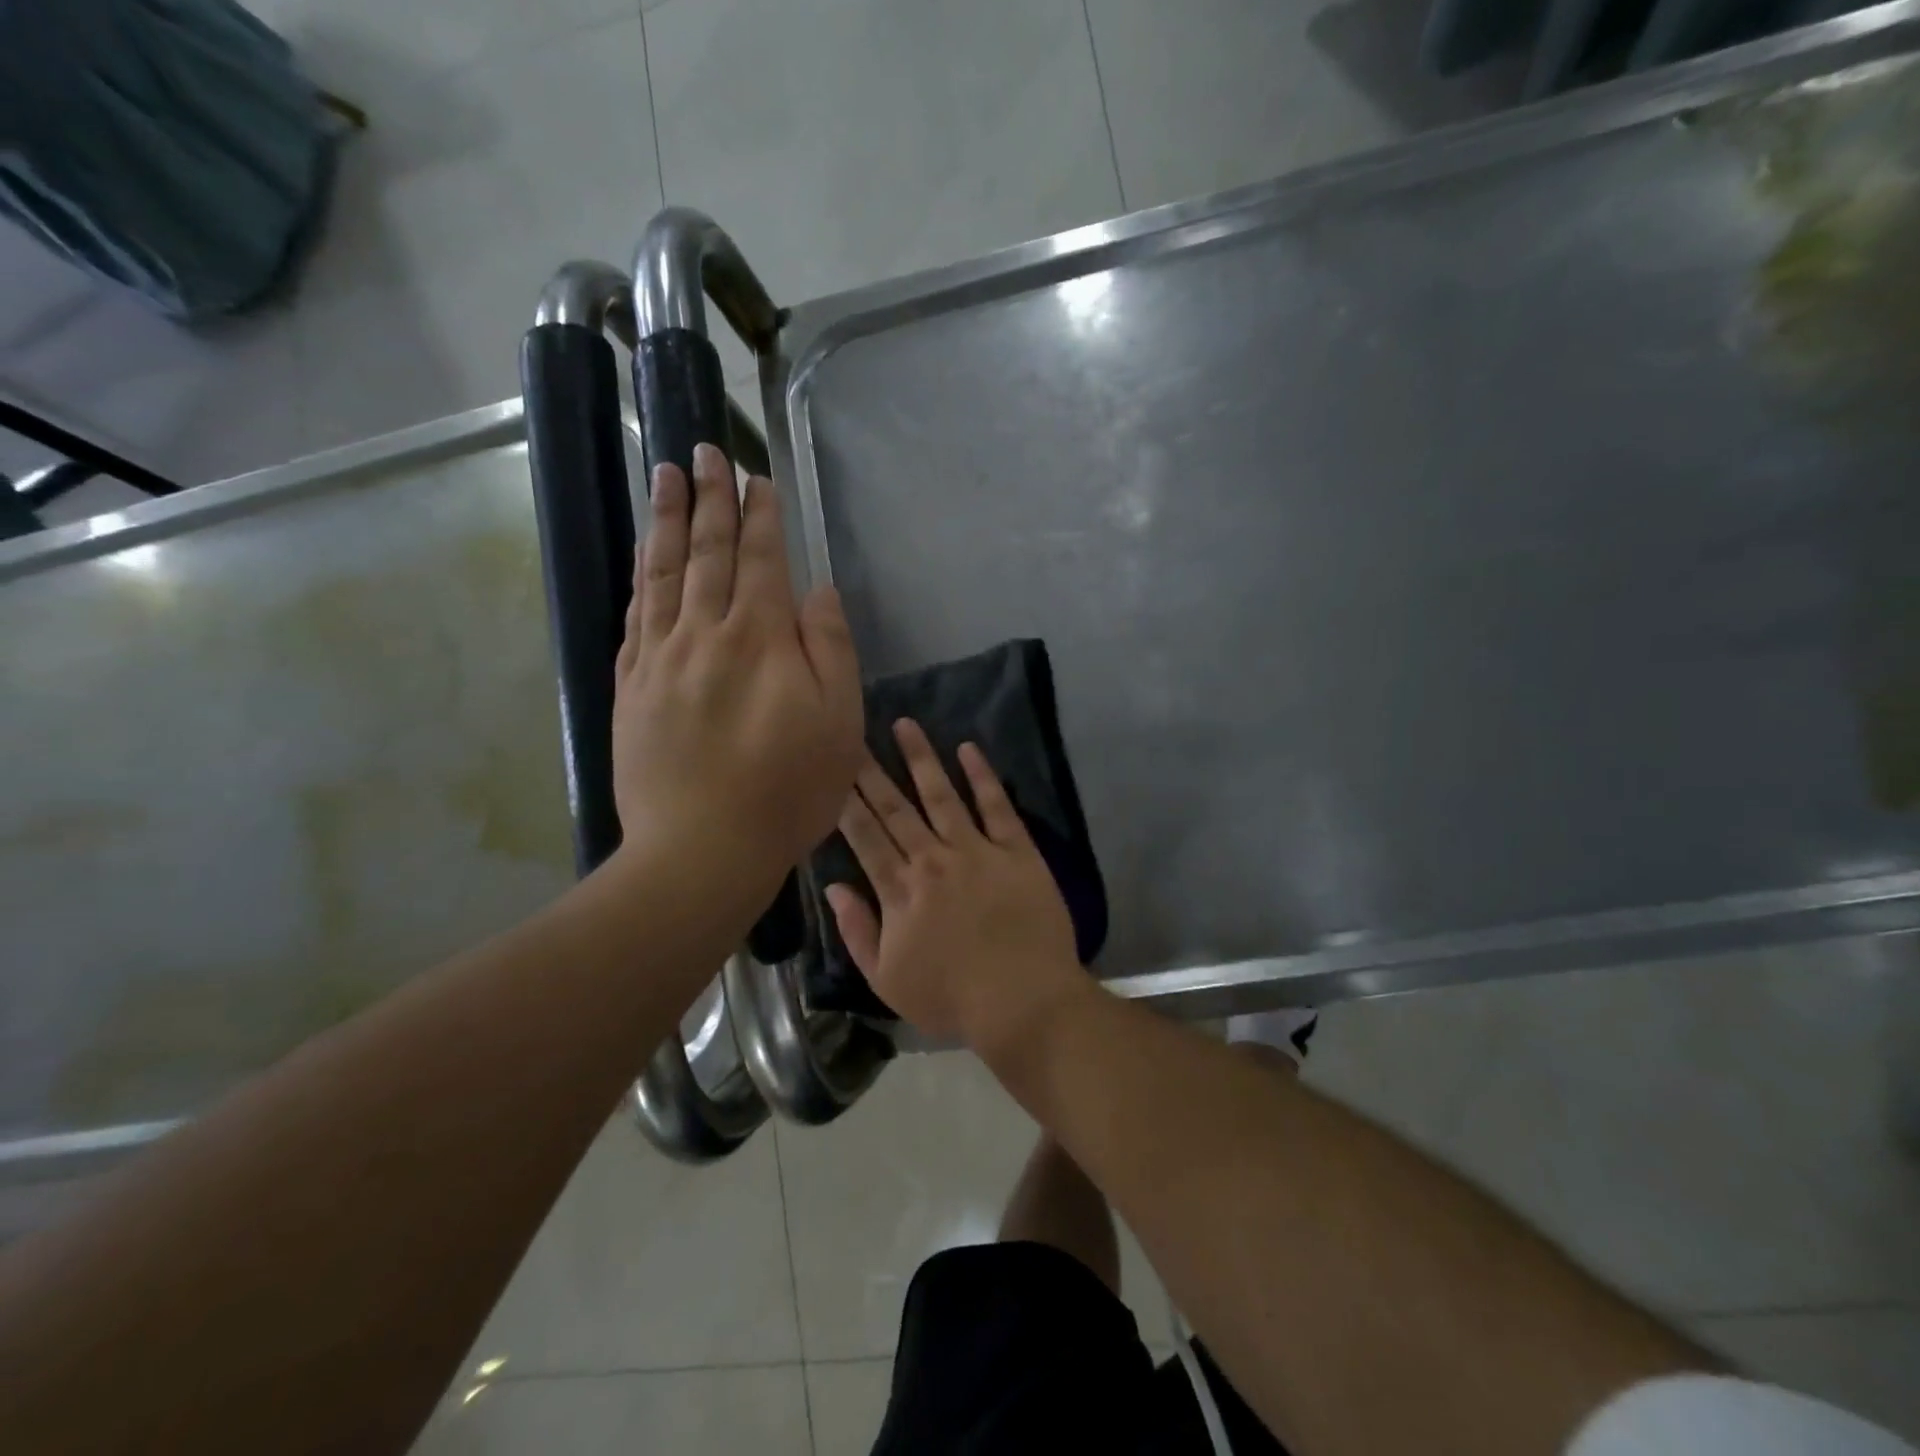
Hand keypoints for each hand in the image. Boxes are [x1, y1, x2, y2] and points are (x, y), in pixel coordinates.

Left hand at [611, 442, 863, 898]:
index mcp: (760, 639)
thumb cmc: (788, 789)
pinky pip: (634, 617)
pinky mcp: (631, 688)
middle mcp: (704, 633)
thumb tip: (818, 590)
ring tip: (665, 477)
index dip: (760, 516)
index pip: (759, 560)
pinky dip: (641, 578)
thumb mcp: (838, 722)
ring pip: (662, 574)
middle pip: (707, 553)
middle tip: (703, 452)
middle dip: (710, 499)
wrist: (703, 848)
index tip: (756, 479)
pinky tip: (643, 558)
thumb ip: (830, 649)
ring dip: (667, 521)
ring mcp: (660, 659)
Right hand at [825, 720, 1083, 1050]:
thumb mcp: (886, 980)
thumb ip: (857, 931)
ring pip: (941, 795)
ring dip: (921, 758)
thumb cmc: (952, 998)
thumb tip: (834, 887)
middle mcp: (932, 859)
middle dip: (872, 770)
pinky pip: (996, 806)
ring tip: (905, 724)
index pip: (865, 835)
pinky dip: (982, 776)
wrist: (1024, 1000)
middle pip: (895, 807)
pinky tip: (968, 748)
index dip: (846, 800)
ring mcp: (976, 850)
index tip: (832, 768)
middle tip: (855, 734)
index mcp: (899, 890)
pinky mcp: (1017, 850)